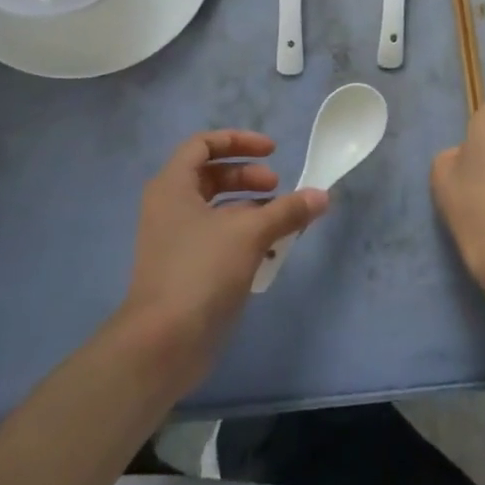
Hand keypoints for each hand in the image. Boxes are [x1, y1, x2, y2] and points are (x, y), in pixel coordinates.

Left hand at [116, 130, 328, 387]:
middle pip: (212, 176)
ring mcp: (175, 241)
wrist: (163, 343)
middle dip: (248, 176)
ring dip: (251, 209)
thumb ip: (287, 210)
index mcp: (173, 186)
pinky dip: (244, 237)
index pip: (203, 145)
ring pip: (217, 210)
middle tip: (277, 188)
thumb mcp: (250, 233)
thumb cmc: (201, 272)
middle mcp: (169, 207)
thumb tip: (321, 196)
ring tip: (282, 221)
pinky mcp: (185, 270)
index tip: (273, 151)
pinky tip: (271, 253)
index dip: (239, 141)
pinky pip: (218, 239)